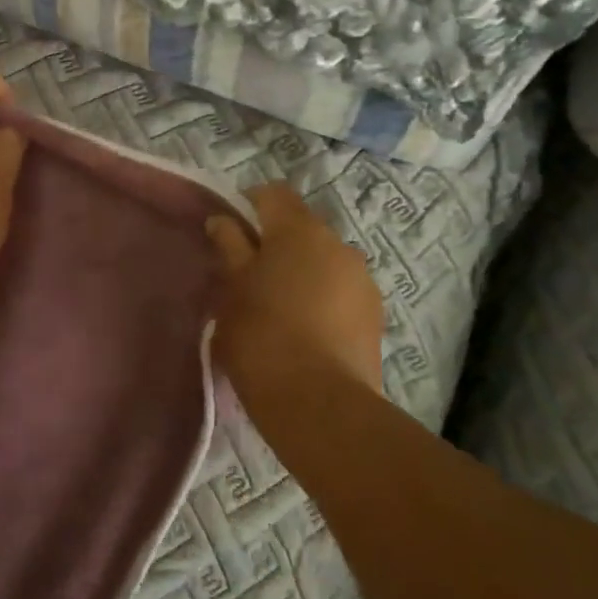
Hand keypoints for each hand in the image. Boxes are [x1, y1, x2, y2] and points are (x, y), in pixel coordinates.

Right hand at [206, 185, 385, 411]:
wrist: (320, 403)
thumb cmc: (262, 336)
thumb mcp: (232, 290)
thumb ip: (230, 248)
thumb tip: (222, 220)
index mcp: (299, 230)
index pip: (273, 194)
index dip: (250, 204)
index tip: (231, 230)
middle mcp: (338, 243)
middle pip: (301, 228)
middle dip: (277, 243)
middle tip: (251, 275)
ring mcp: (362, 279)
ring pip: (324, 261)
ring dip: (303, 271)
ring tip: (281, 307)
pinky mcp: (375, 314)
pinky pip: (341, 290)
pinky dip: (323, 298)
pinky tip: (306, 330)